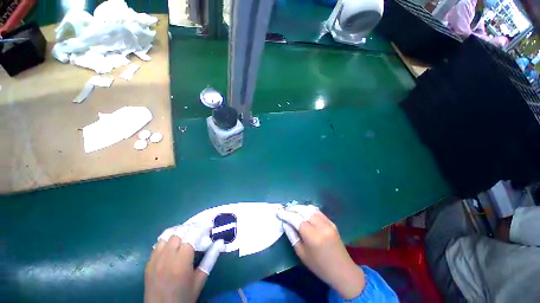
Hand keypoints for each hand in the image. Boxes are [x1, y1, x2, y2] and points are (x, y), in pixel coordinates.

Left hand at [145, 225, 224, 302]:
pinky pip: (158, 243)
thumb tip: (220, 242)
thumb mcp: (200, 279)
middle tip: (200, 230)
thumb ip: (210, 259)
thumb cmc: (184, 297)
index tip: (210, 226)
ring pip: (167, 234)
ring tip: (187, 233)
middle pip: (180, 232)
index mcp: (181, 262)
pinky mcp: (149, 262)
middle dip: (192, 227)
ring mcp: (155, 259)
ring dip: (179, 231)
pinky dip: (168, 238)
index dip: (202, 228)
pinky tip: (174, 242)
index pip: (192, 235)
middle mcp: (167, 257)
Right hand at [277, 205, 364, 299]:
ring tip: (292, 209)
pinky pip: (317, 211)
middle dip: (292, 208)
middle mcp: (320, 226)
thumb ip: (292, 236)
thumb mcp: (301, 254)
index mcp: (312, 236)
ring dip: (300, 207)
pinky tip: (303, 211)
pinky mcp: (331, 222)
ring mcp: (327, 222)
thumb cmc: (319, 266)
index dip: (286, 214)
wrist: (342, 270)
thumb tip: (285, 223)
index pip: (296, 219)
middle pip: (303, 210)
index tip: (278, 212)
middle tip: (284, 209)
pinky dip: (308, 209)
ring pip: (310, 209)